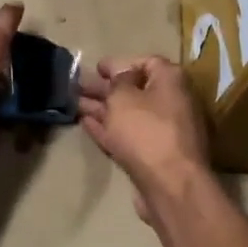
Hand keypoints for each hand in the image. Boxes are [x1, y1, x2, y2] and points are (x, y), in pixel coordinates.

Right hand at [78, 56, 210, 223]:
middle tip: (78, 86)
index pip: (146, 62)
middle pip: (135, 89)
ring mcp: (163, 131)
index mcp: (171, 81)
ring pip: (128, 114)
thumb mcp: (123, 97)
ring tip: (75, 104)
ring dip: (103, 108)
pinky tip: (87, 124)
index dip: (119, 63)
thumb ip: (117, 80)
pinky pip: (128, 134)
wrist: (169, 184)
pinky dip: (108, 128)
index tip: (97, 68)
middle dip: (106, 87)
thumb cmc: (146, 131)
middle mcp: (172, 102)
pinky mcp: (153, 155)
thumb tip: (120, 72)